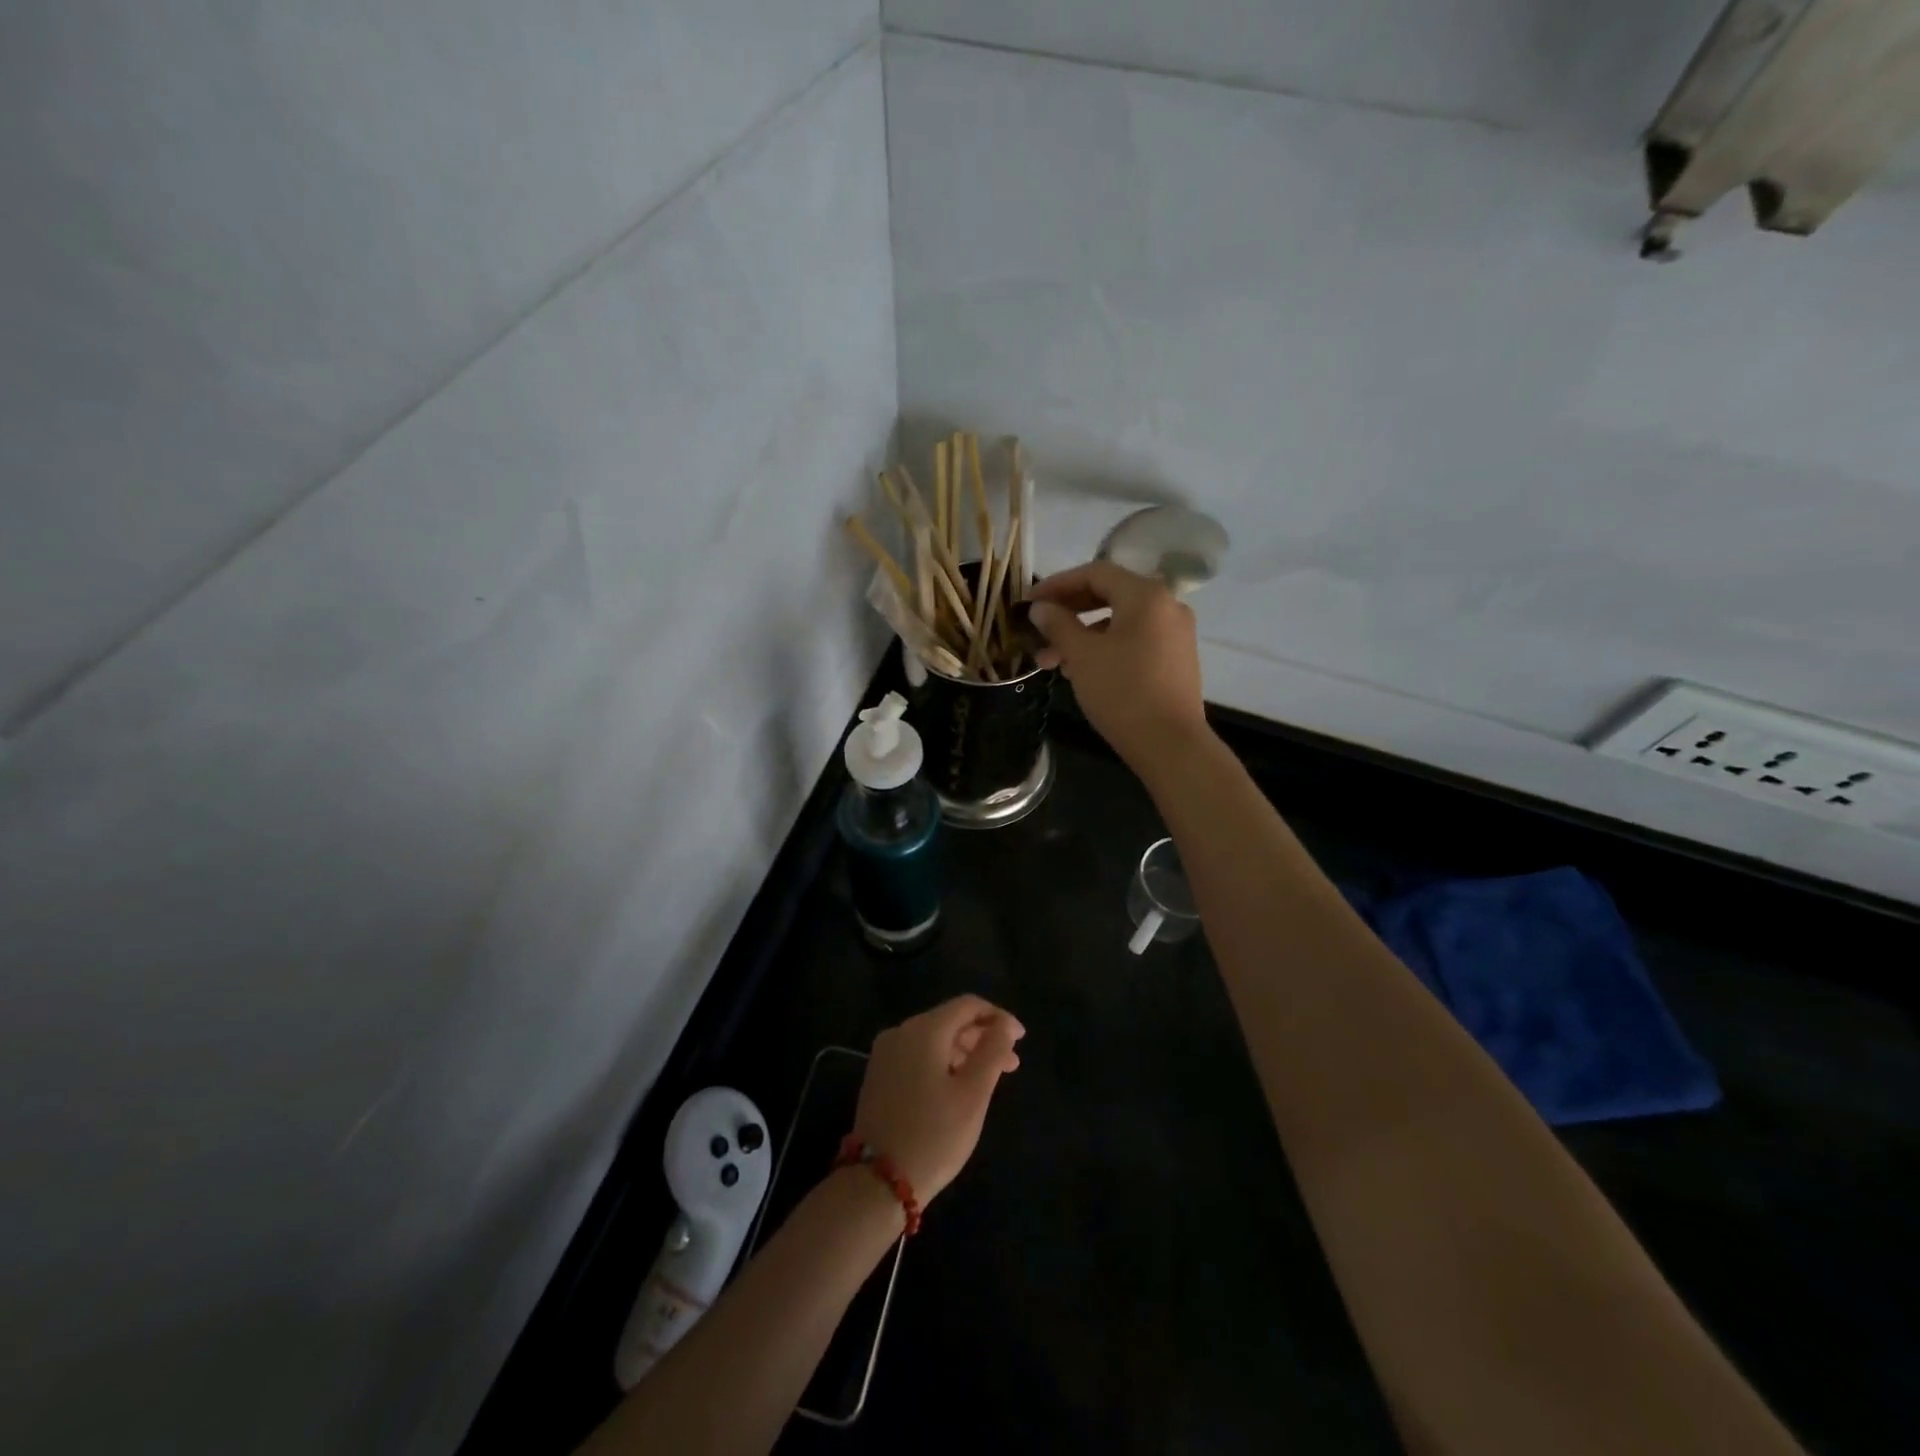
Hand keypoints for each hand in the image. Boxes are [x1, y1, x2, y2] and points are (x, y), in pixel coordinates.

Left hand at [851, 995, 1024, 1203]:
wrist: (877, 1182)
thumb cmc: (934, 1136)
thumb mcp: (972, 1094)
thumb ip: (992, 1052)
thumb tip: (1005, 1025)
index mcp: (923, 1030)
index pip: (967, 1005)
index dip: (998, 1017)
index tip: (1021, 1039)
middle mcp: (900, 1032)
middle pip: (950, 1021)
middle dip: (983, 1037)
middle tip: (1012, 1064)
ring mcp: (885, 1054)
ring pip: (934, 1039)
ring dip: (964, 1052)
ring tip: (990, 1077)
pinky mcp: (879, 1075)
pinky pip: (918, 1055)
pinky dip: (942, 1063)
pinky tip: (959, 1085)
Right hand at [1027, 560, 1207, 772]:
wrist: (1170, 744)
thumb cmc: (1122, 692)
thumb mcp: (1081, 655)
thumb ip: (1058, 624)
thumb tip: (1040, 608)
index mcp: (1146, 595)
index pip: (1095, 573)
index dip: (1057, 584)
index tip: (1029, 602)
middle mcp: (1167, 605)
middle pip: (1109, 595)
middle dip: (1068, 613)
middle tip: (1037, 630)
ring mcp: (1176, 633)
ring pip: (1120, 622)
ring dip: (1083, 635)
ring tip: (1053, 661)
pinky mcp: (1177, 659)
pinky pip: (1135, 640)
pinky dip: (1106, 647)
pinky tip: (1082, 670)